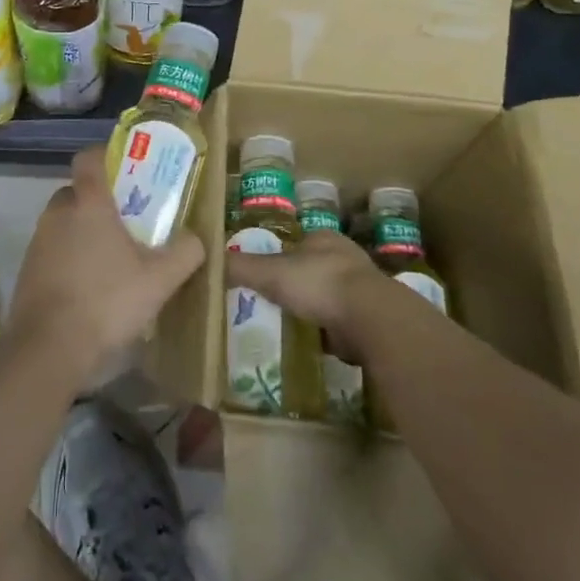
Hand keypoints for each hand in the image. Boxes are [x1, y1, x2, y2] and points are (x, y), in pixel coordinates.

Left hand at [7, 147, 204, 381]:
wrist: (48, 349)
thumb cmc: (106, 301)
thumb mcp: (159, 279)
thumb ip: (184, 252)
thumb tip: (196, 238)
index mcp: (88, 203)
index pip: (89, 158)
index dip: (105, 155)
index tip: (127, 168)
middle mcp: (58, 213)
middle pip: (77, 191)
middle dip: (100, 201)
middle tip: (129, 221)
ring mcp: (38, 242)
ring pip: (64, 222)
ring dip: (84, 232)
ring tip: (114, 259)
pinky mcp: (27, 270)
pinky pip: (53, 250)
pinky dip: (70, 258)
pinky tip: (91, 287)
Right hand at [225, 230, 382, 353]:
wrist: (371, 320)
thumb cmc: (318, 284)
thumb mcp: (270, 273)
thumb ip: (240, 266)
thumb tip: (207, 259)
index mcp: (324, 239)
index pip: (299, 243)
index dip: (283, 256)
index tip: (267, 273)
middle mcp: (347, 258)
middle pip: (316, 268)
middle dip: (300, 283)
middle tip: (277, 300)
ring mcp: (363, 289)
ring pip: (331, 295)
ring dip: (317, 308)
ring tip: (295, 323)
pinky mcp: (372, 319)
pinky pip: (344, 323)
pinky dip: (331, 332)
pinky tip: (318, 342)